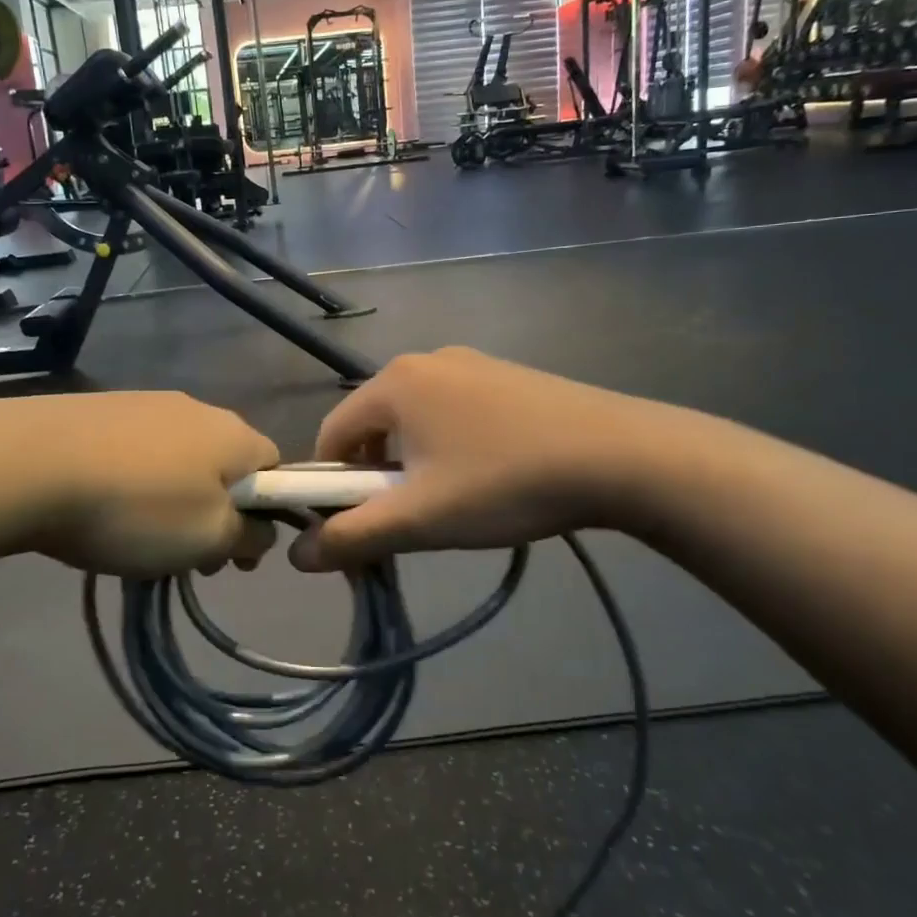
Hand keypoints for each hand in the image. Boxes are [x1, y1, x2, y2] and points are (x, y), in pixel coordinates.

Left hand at [0, 393, 280, 577]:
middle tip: (187, 557)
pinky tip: (103, 509)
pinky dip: (135, 483)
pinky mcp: (101, 409)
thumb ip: (249, 535)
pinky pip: (137, 452)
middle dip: (216, 514)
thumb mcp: (208, 538)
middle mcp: (196, 408)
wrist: (29, 463)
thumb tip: (260, 529)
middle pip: (225, 466)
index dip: (266, 515)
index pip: (276, 468)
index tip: (236, 555)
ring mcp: (145, 403)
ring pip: (179, 461)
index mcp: (233, 433)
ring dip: (174, 502)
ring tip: (138, 540)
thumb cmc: (136, 508)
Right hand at [289, 348, 698, 569]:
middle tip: (411, 518)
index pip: (332, 434)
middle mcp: (425, 360)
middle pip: (373, 424)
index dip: (331, 485)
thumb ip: (353, 537)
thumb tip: (296, 557)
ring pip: (415, 419)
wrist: (620, 455)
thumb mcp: (422, 518)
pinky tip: (489, 474)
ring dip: (414, 461)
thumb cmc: (505, 483)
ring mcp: (471, 362)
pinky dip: (450, 444)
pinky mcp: (505, 375)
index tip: (358, 526)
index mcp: (394, 383)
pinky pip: (453, 410)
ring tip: (455, 500)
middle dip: (377, 475)